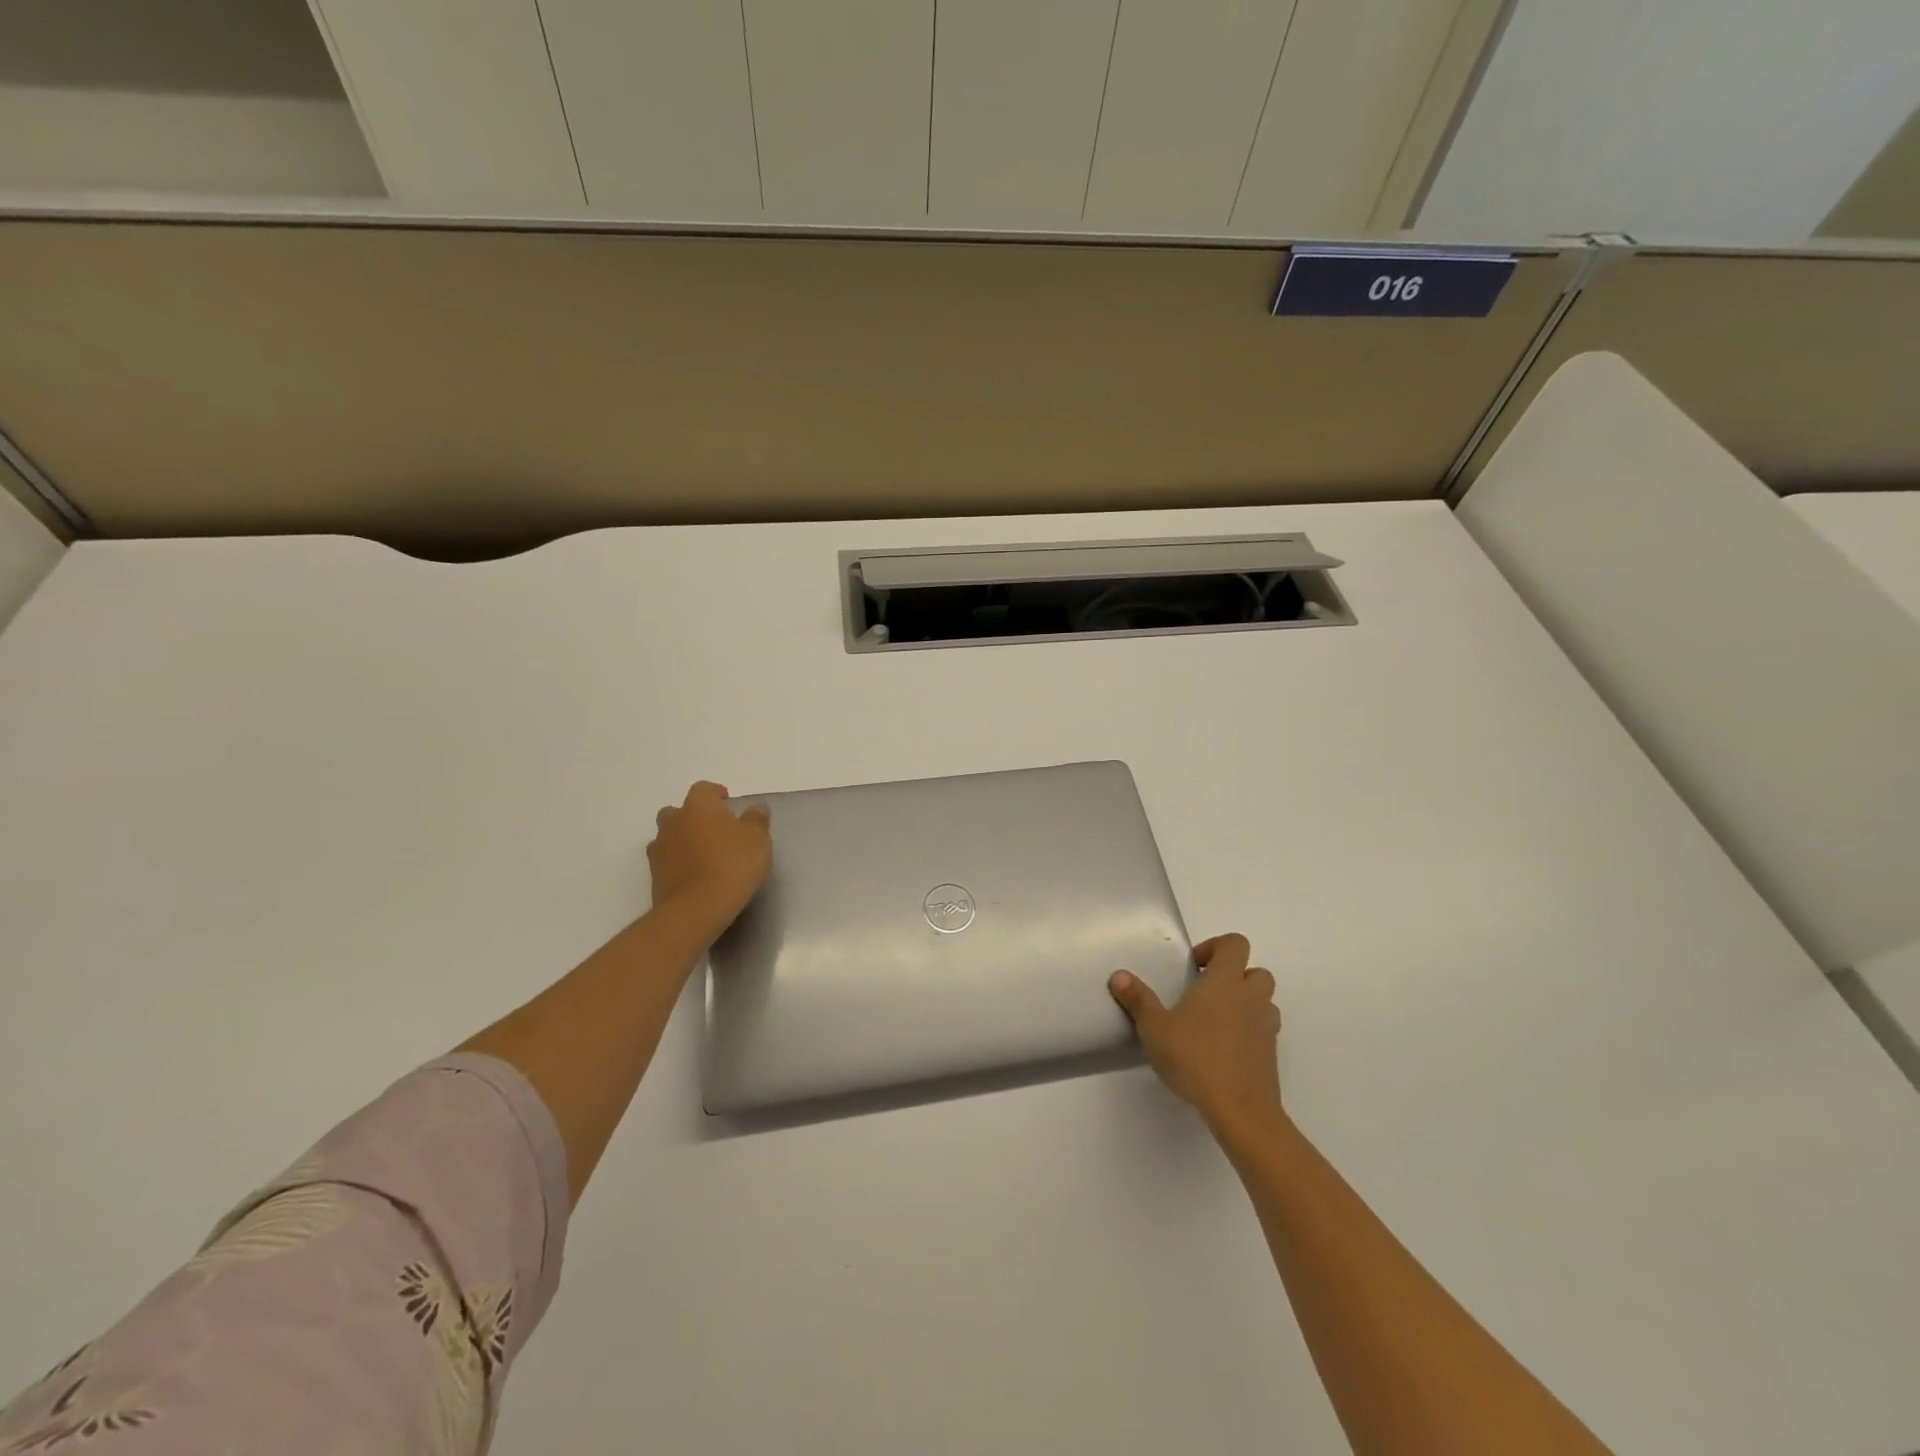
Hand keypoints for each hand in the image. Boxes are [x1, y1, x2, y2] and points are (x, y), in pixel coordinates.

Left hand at [647, 781, 771, 937]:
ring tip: (704, 856)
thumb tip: (757, 808)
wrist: (696, 909)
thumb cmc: (732, 865)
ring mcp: (659, 849)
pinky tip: (695, 876)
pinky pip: (666, 861)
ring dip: (683, 841)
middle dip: (694, 817)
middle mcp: (674, 822)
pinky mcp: (654, 876)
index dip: (716, 794)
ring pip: (669, 836)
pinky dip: (677, 864)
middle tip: (715, 831)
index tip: (728, 805)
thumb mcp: (757, 840)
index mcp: (698, 806)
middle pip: (679, 811)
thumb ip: (757, 820)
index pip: (703, 789)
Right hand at [1110, 934, 1283, 1136]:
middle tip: (1206, 993)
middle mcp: (1251, 998)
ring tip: (1216, 1022)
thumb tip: (1119, 975)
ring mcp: (1266, 1028)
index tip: (1194, 967)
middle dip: (1234, 976)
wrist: (1241, 1110)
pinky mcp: (1271, 1056)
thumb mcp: (1155, 1028)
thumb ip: (1138, 1000)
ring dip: (1246, 1004)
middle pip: (1256, 971)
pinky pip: (1264, 1031)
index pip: (1235, 944)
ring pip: (1264, 1002)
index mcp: (1225, 982)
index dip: (1216, 947)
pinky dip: (1249, 1032)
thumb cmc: (1195, 1058)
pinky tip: (1223, 1051)